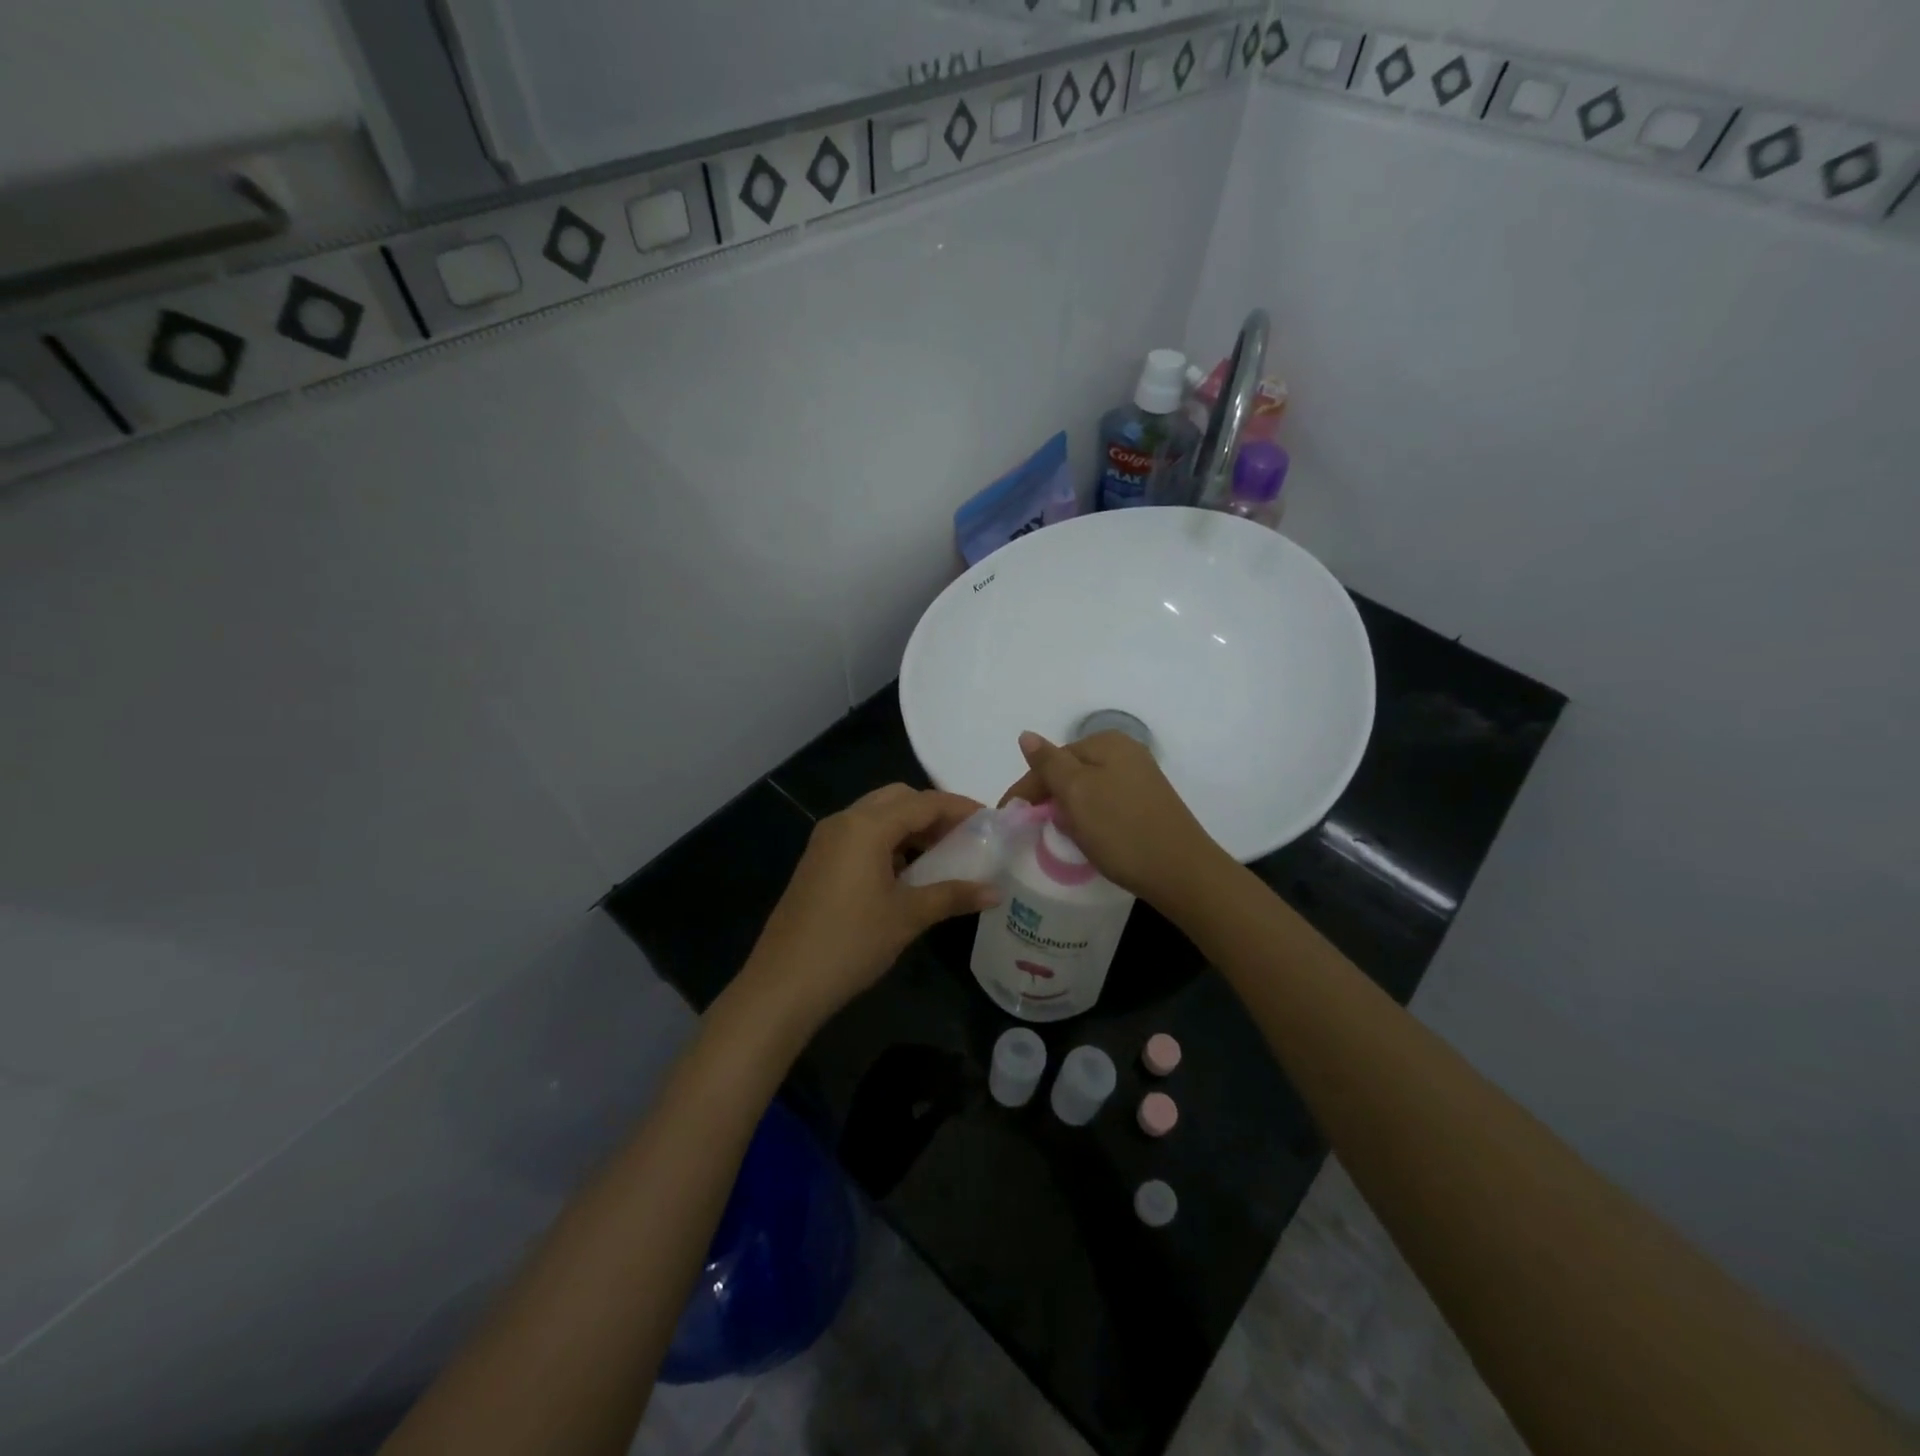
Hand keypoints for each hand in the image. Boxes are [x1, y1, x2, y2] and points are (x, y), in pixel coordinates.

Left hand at [737, 785, 998, 1031]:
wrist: (784, 982)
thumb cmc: (851, 942)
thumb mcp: (908, 916)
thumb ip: (952, 895)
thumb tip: (995, 891)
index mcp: (866, 826)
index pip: (923, 802)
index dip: (959, 808)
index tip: (990, 820)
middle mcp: (844, 821)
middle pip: (898, 799)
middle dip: (933, 812)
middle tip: (963, 836)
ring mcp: (826, 840)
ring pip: (876, 816)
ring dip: (909, 827)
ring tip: (940, 855)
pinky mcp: (818, 861)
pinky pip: (860, 835)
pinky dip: (888, 842)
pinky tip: (905, 872)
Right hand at [1000, 731, 1228, 906]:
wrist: (1181, 872)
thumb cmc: (1122, 829)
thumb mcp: (1077, 793)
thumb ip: (1049, 763)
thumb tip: (1026, 736)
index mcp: (1107, 742)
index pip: (1052, 759)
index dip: (1027, 788)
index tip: (1008, 817)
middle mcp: (1126, 753)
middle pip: (1069, 772)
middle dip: (1047, 798)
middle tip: (1030, 829)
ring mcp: (1139, 780)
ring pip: (1086, 790)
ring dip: (1067, 811)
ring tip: (1055, 836)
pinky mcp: (1147, 805)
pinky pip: (1104, 805)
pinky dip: (1088, 819)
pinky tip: (1085, 838)